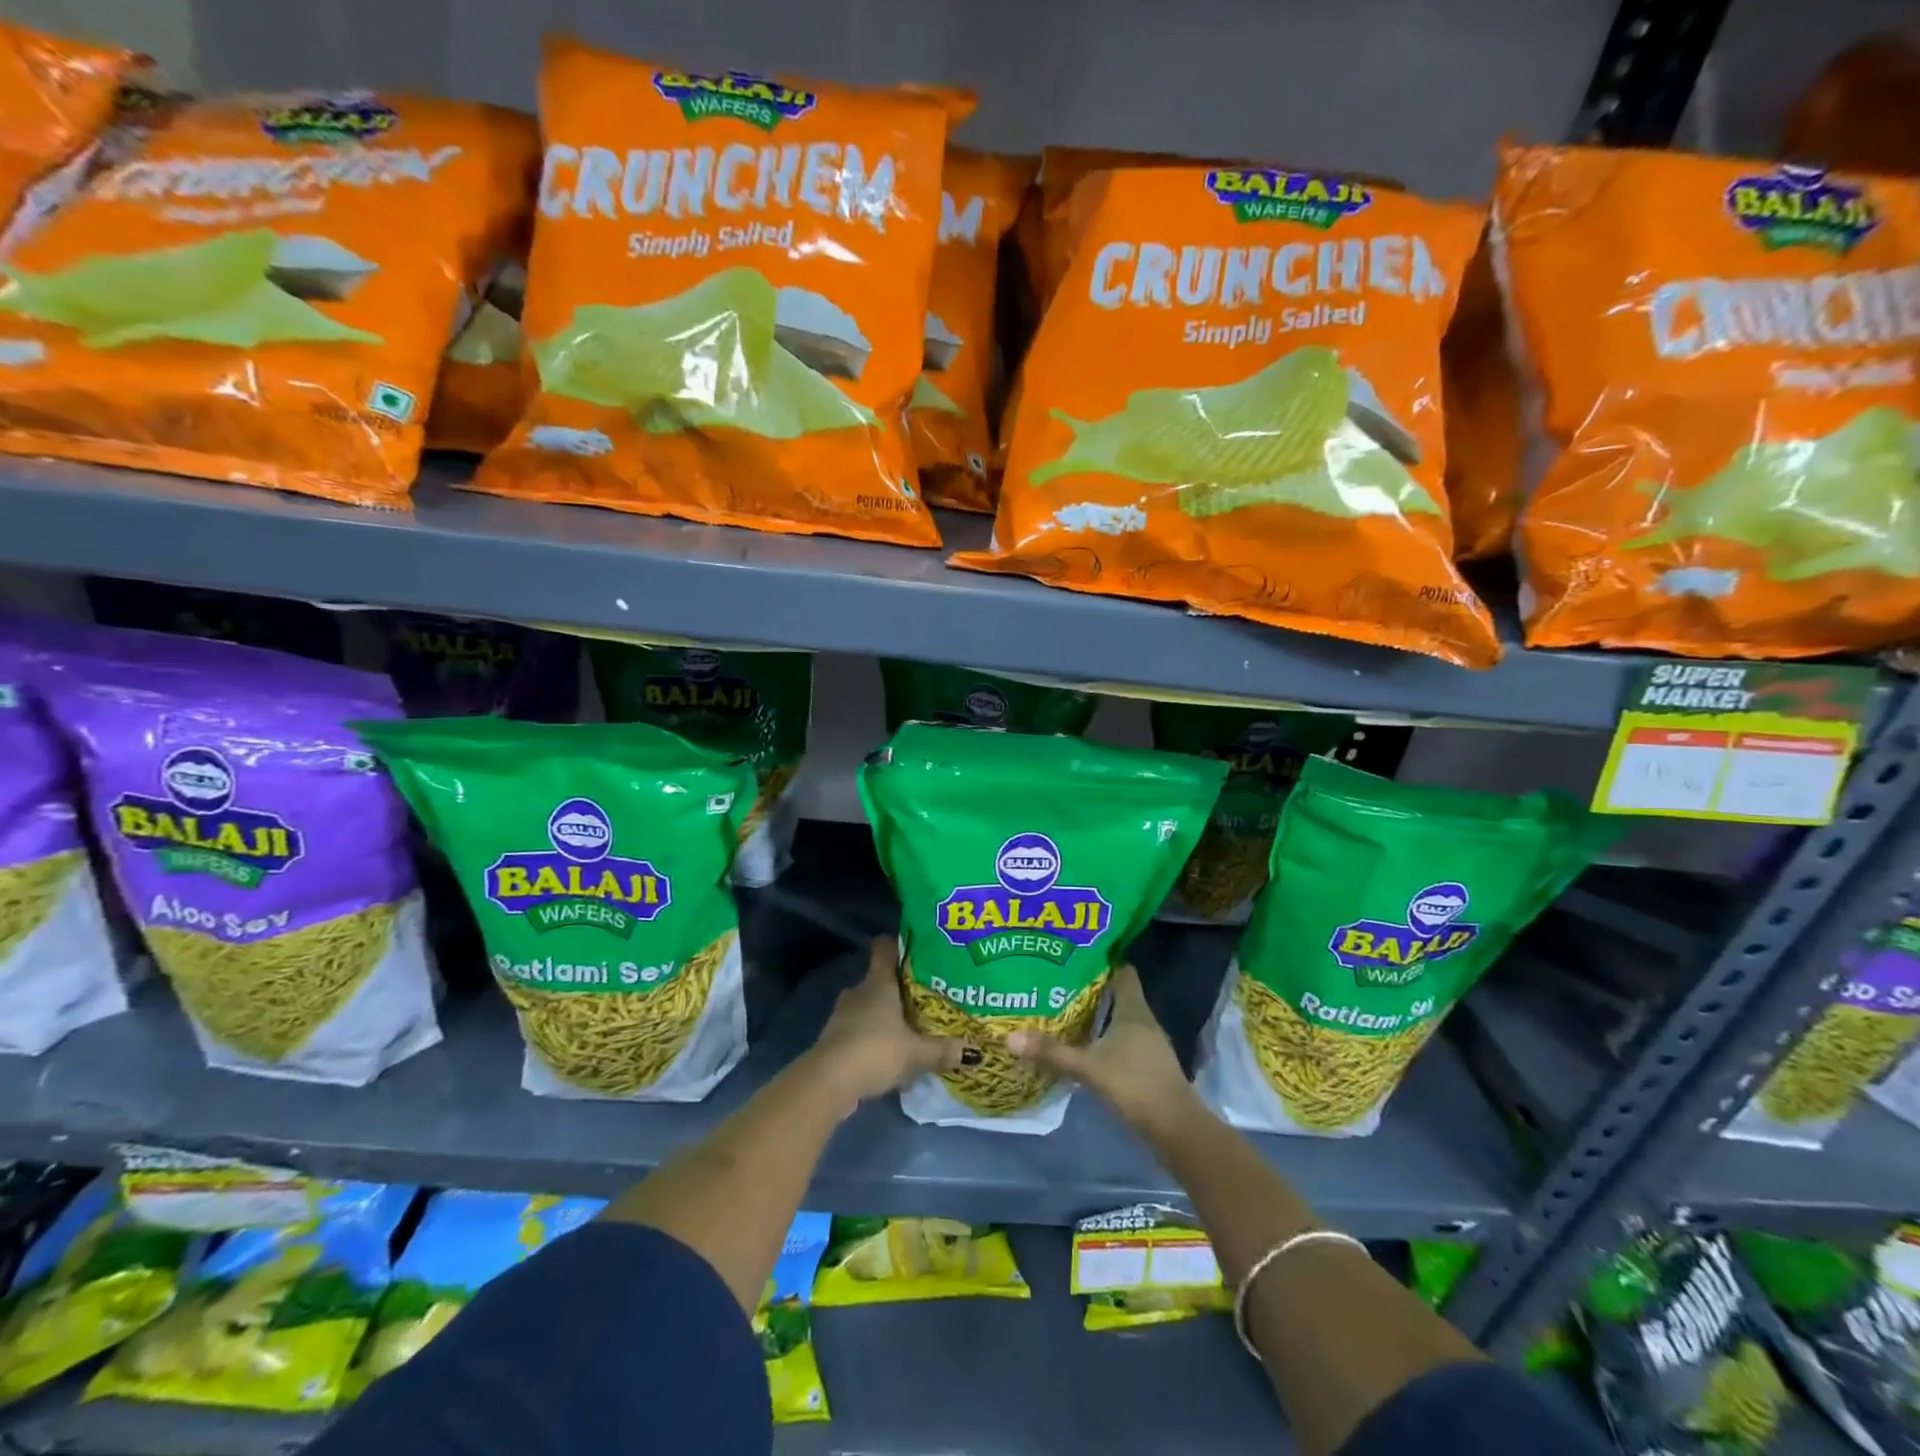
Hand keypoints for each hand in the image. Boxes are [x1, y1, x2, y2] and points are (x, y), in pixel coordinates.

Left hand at [807, 937, 963, 1108]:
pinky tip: (887, 1053)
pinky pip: (858, 1029)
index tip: (916, 949)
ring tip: (907, 1027)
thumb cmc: (876, 1051)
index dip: (898, 944)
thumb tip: (974, 1052)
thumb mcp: (917, 1054)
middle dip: (898, 987)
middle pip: (878, 979)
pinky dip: (871, 1036)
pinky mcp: (833, 1038)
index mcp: (879, 983)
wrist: (829, 1082)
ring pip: (867, 1006)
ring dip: (883, 1015)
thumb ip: (943, 1051)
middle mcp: (858, 991)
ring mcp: (842, 1014)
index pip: (884, 948)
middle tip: (922, 996)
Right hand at [1007, 964, 1203, 1139]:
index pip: (1123, 971)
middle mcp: (1144, 1020)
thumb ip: (1052, 1052)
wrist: (1176, 1129)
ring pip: (1120, 1018)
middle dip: (1093, 988)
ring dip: (1098, 1014)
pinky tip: (1085, 1044)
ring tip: (1065, 1010)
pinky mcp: (1148, 1065)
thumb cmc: (1136, 1085)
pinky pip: (1123, 1040)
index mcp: (1134, 1009)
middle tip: (1059, 982)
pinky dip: (1105, 1037)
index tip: (1076, 955)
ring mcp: (1149, 1044)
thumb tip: (1010, 1037)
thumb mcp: (1089, 1067)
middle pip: (1118, 993)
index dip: (1103, 961)